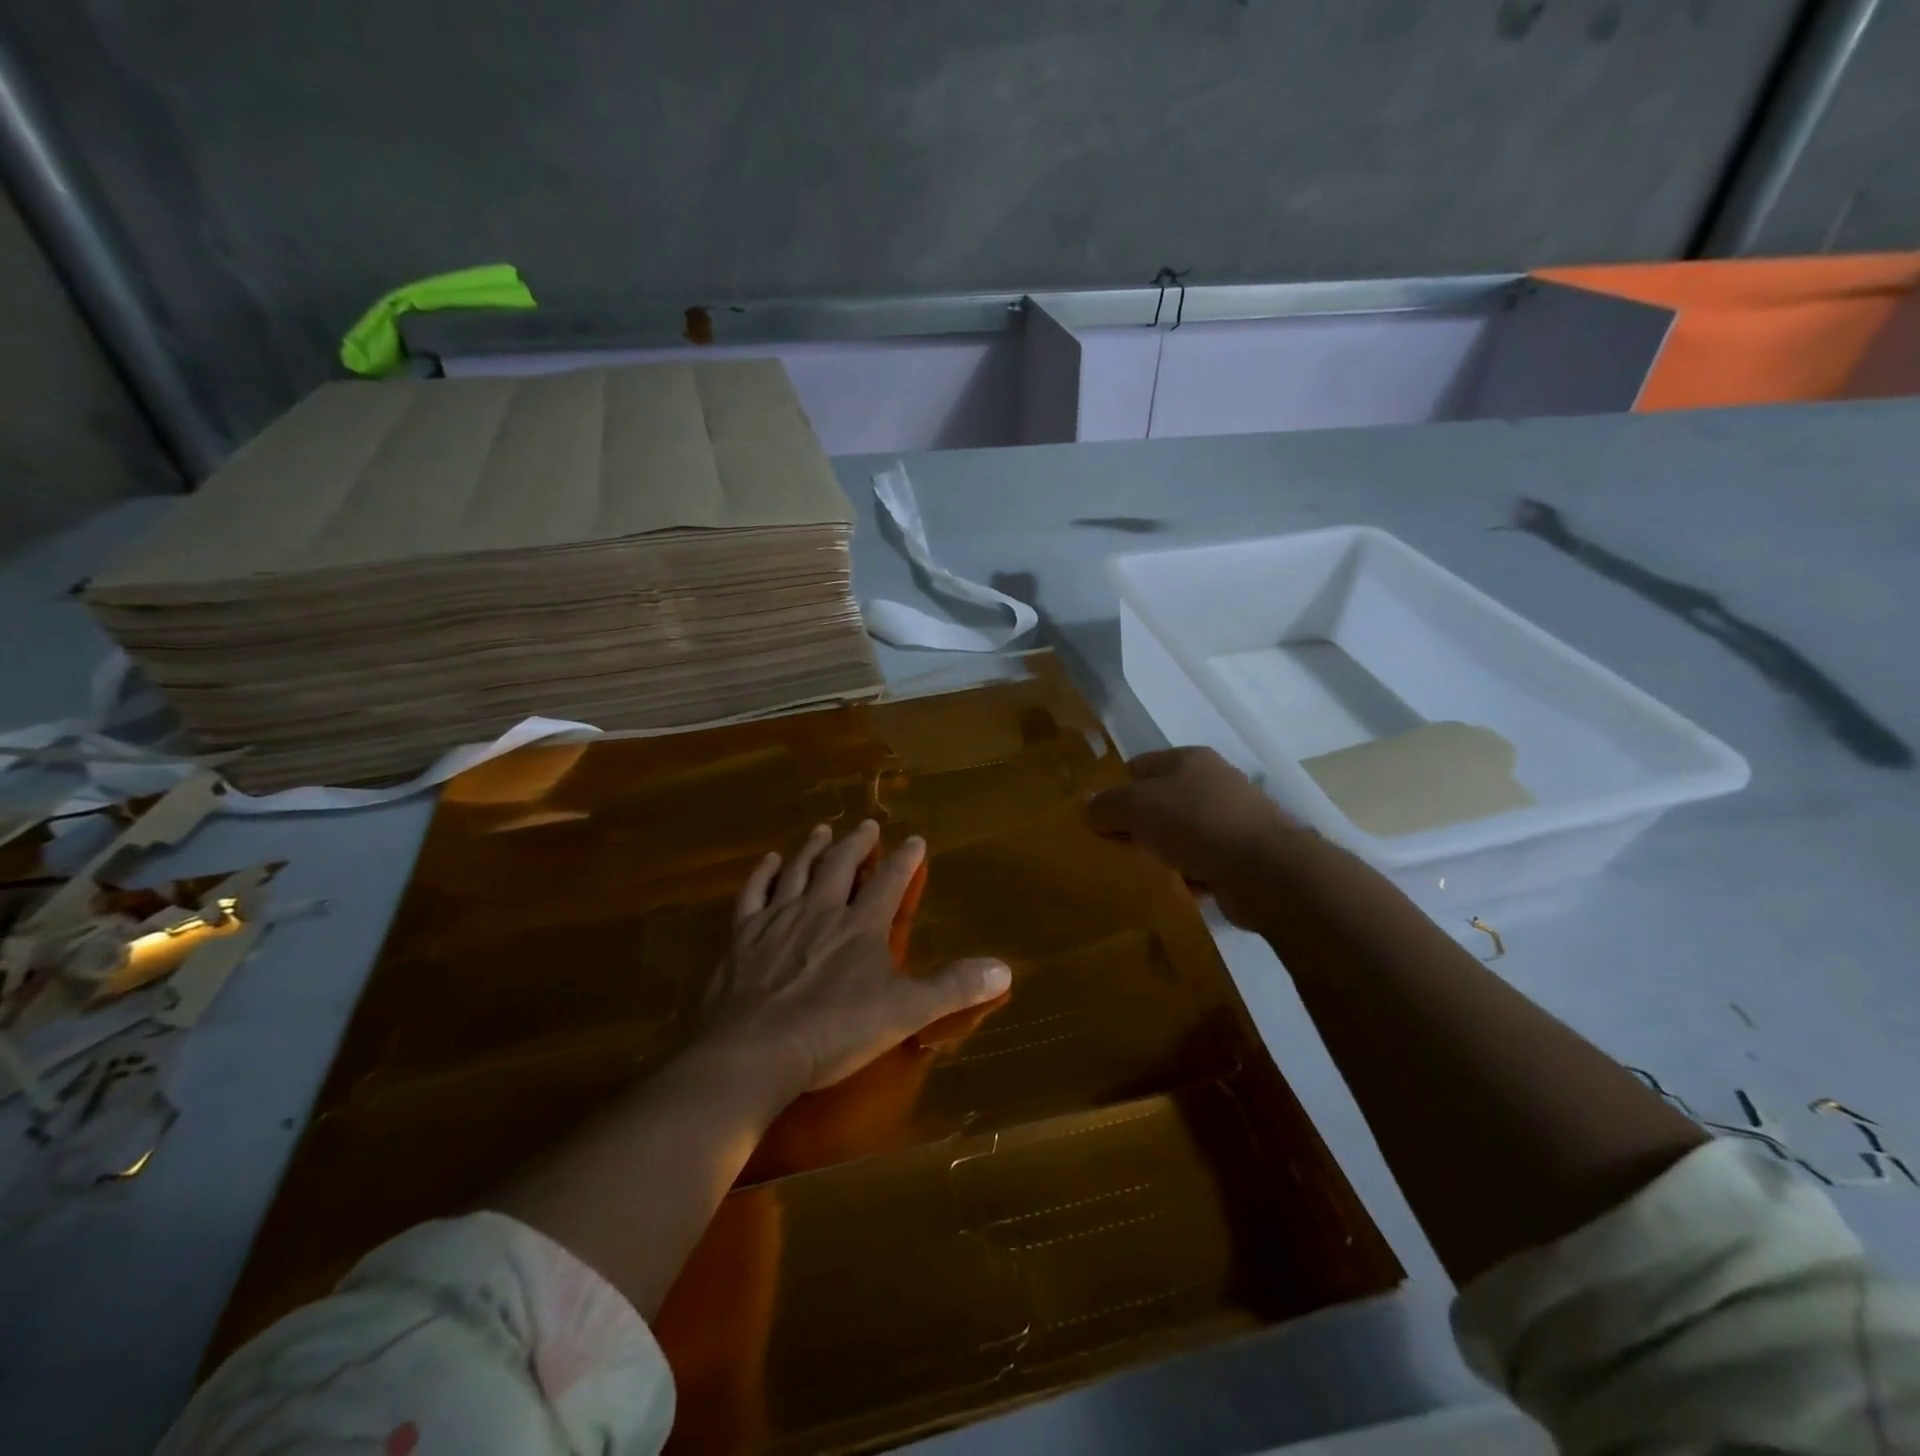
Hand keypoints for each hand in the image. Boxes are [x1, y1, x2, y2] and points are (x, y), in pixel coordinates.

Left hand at [706, 820, 1010, 1096]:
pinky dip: (763, 874)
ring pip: (799, 870)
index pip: (890, 881)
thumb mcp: (906, 1012)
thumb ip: (954, 987)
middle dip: (857, 842)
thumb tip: (1005, 968)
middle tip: (867, 825)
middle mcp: (822, 908)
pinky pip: (755, 893)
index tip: (915, 839)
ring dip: (813, 847)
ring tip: (822, 830)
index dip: (905, 859)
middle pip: (841, 864)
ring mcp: (779, 918)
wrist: (757, 1049)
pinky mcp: (744, 934)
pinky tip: (770, 861)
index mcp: (862, 924)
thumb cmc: (836, 1030)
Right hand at [1087, 747, 1301, 927]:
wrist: (1266, 870)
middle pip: (1161, 799)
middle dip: (1138, 823)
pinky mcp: (1244, 853)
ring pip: (1182, 832)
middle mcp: (1213, 782)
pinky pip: (1203, 860)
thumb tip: (1088, 806)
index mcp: (1189, 758)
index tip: (1099, 819)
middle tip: (1116, 847)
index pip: (1139, 766)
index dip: (1116, 789)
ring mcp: (1232, 818)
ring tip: (1144, 869)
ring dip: (1164, 850)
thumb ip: (1107, 804)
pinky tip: (1177, 886)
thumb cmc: (1196, 823)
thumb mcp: (1138, 807)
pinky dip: (1189, 873)